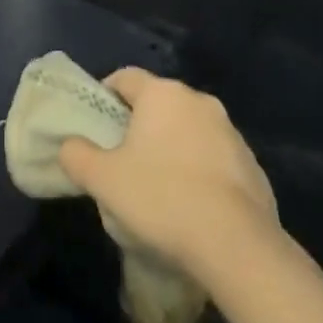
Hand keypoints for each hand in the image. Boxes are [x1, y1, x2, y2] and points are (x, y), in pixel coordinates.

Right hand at [58, 69, 279, 280]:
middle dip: (139, 125)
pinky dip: (199, 172)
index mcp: (162, 94)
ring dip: (171, 148)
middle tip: (120, 159)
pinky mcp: (252, 165)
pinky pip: (214, 159)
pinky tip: (190, 206)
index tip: (94, 124)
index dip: (105, 95)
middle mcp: (199, 102)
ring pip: (188, 131)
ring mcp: (231, 133)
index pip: (125, 77)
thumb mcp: (102, 179)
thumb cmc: (161, 198)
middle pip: (158, 104)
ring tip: (157, 187)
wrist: (236, 245)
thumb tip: (70, 146)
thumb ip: (76, 155)